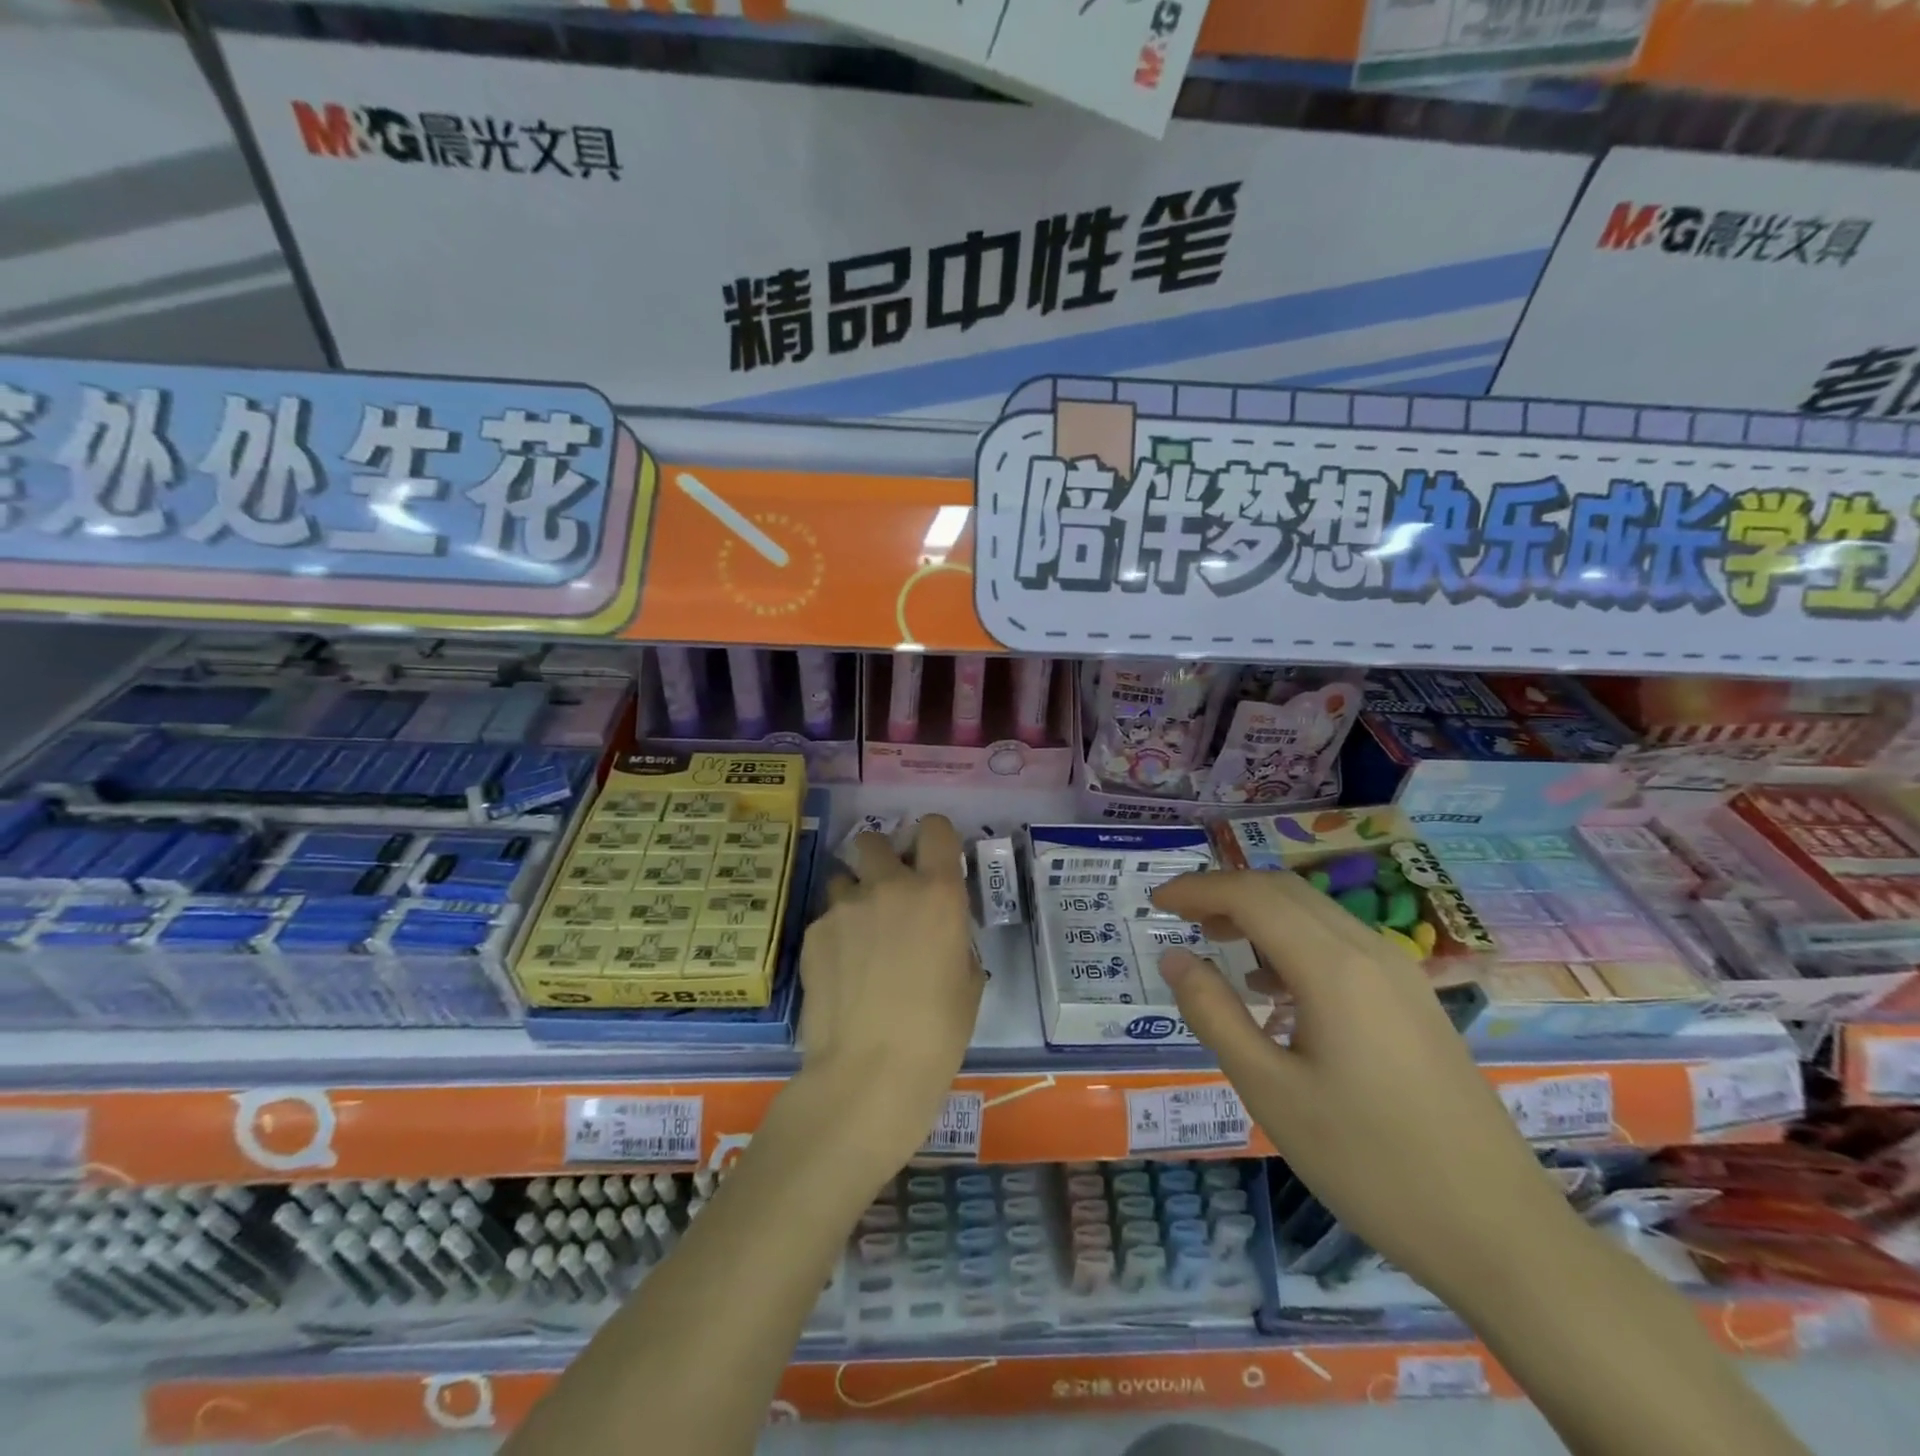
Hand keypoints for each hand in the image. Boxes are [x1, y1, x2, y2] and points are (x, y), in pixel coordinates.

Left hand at [794, 815, 983, 1175]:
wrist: (870, 1073)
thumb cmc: (938, 1033)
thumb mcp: (968, 980)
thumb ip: (952, 937)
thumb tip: (936, 931)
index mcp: (937, 892)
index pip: (935, 828)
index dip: (934, 837)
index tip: (931, 857)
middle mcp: (888, 886)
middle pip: (873, 840)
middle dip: (879, 858)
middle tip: (885, 894)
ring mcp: (843, 907)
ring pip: (842, 880)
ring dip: (852, 898)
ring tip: (857, 940)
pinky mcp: (812, 934)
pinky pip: (825, 919)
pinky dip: (834, 936)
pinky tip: (839, 974)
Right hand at [1151, 870, 1576, 1302]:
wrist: (1500, 1232)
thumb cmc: (1370, 1162)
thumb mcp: (1270, 1091)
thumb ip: (1214, 1014)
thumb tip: (1176, 957)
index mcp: (1333, 967)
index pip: (1252, 896)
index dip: (1198, 889)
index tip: (1157, 900)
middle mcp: (1370, 951)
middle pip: (1285, 891)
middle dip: (1226, 894)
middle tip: (1181, 918)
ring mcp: (1401, 974)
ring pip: (1316, 913)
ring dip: (1260, 915)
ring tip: (1218, 947)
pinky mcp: (1414, 1001)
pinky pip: (1341, 944)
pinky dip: (1294, 942)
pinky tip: (1275, 991)